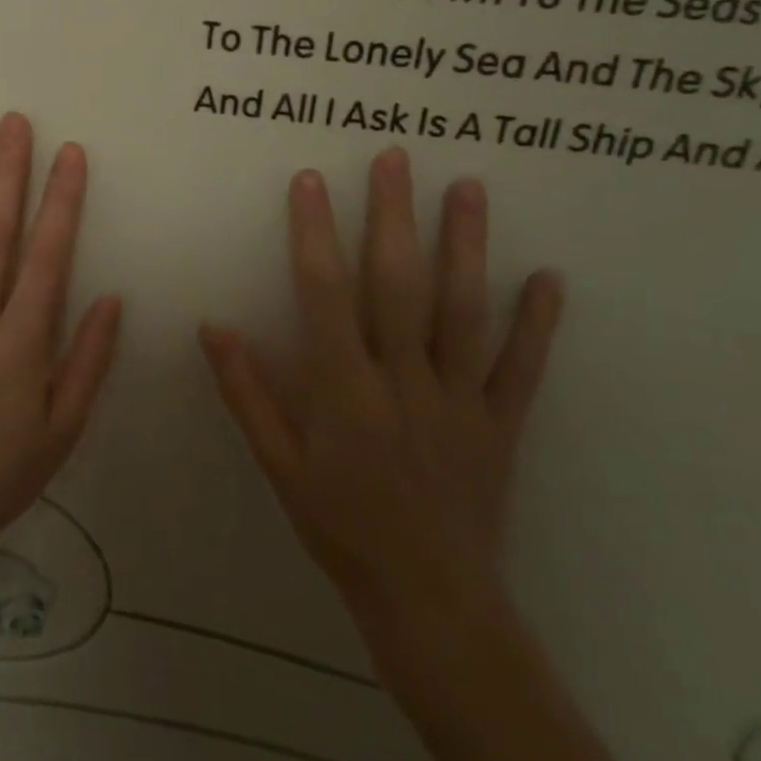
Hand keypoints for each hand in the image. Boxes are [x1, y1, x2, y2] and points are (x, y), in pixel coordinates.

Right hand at [200, 148, 562, 655]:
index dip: (315, 235)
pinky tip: (548, 277)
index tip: (310, 182)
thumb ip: (247, 393)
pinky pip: (522, 367)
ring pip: (464, 312)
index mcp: (346, 393)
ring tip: (467, 187)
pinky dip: (537, 322)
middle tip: (395, 158)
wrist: (430, 601)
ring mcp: (460, 400)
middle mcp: (405, 384)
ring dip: (465, 246)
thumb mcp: (279, 465)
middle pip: (399, 286)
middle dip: (393, 217)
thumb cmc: (340, 527)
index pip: (325, 296)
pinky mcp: (501, 423)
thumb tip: (212, 327)